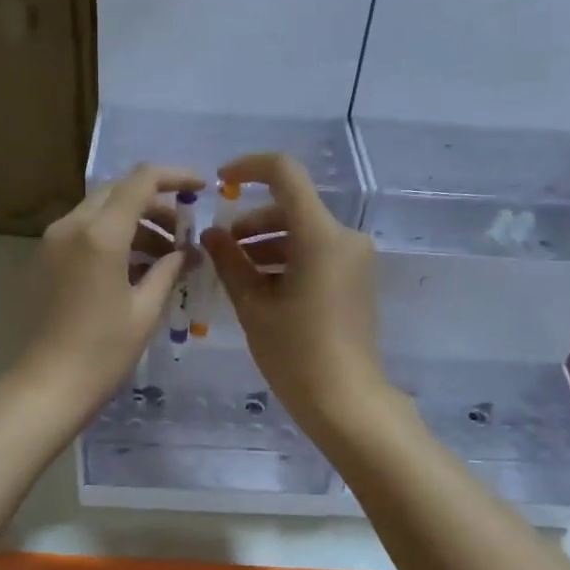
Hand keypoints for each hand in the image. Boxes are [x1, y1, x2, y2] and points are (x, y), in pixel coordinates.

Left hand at [15, 164, 201, 415]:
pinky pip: (83, 231)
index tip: (201, 187)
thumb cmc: (102, 352)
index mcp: (100, 234)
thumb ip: (168, 270)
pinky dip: (111, 236)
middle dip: (155, 202)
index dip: (175, 176)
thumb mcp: (145, 310)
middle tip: (183, 228)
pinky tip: (134, 267)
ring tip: (165, 254)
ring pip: (99, 210)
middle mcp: (71, 226)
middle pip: (118, 191)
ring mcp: (52, 241)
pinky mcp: (44, 259)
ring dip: (134, 221)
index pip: (141, 181)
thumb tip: (186, 252)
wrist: (47, 386)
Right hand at [201, 152, 390, 437]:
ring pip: (303, 232)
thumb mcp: (253, 306)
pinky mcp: (357, 278)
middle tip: (221, 250)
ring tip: (236, 273)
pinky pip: (317, 253)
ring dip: (267, 243)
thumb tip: (212, 234)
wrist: (346, 401)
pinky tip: (262, 287)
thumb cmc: (295, 353)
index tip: (220, 183)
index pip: (285, 173)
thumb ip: (229, 261)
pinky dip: (288, 259)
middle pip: (292, 207)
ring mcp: (356, 258)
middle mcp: (345, 237)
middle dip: (252, 222)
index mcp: (321, 235)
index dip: (249, 168)